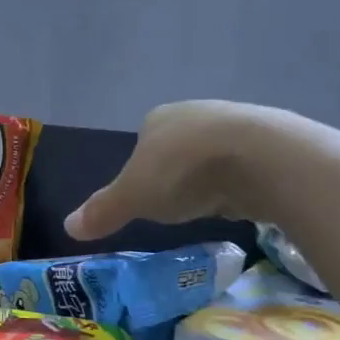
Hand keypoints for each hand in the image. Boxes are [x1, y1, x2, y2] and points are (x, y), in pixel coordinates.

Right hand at [66, 101, 271, 241]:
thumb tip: (67, 226)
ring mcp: (236, 122)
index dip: (142, 170)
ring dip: (213, 176)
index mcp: (158, 118)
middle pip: (179, 146)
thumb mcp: (133, 198)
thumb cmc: (184, 172)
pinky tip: (244, 198)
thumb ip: (103, 211)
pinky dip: (242, 180)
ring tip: (213, 204)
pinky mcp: (271, 139)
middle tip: (180, 205)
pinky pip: (247, 163)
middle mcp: (196, 112)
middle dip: (178, 173)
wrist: (259, 157)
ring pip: (215, 153)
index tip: (148, 198)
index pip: (143, 142)